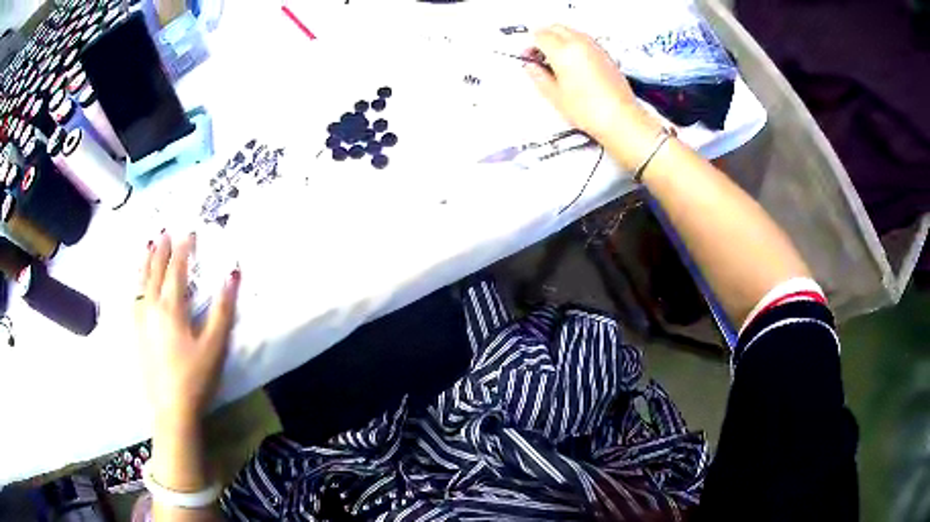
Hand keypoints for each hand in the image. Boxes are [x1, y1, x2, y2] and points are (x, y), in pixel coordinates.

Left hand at [135, 232, 239, 423]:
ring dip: (145, 261)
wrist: (171, 409)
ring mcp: (140, 320)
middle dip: (161, 250)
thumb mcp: (215, 345)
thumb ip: (223, 309)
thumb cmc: (196, 377)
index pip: (176, 269)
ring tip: (148, 246)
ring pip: (141, 282)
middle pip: (155, 271)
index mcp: (172, 307)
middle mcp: (152, 307)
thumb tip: (232, 275)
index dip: (183, 249)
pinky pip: (133, 298)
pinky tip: (137, 283)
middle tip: (165, 232)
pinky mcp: (135, 334)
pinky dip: (136, 283)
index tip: (188, 233)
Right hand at [526, 25, 657, 143]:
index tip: (529, 57)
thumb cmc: (591, 110)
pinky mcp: (606, 55)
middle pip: (556, 28)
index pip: (540, 36)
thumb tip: (531, 67)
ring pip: (571, 32)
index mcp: (563, 51)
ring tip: (557, 61)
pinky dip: (575, 45)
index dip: (531, 46)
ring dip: (560, 40)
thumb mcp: (555, 96)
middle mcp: (580, 44)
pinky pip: (585, 41)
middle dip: (545, 37)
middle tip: (540, 55)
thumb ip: (539, 77)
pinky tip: (573, 65)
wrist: (620, 118)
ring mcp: (595, 48)